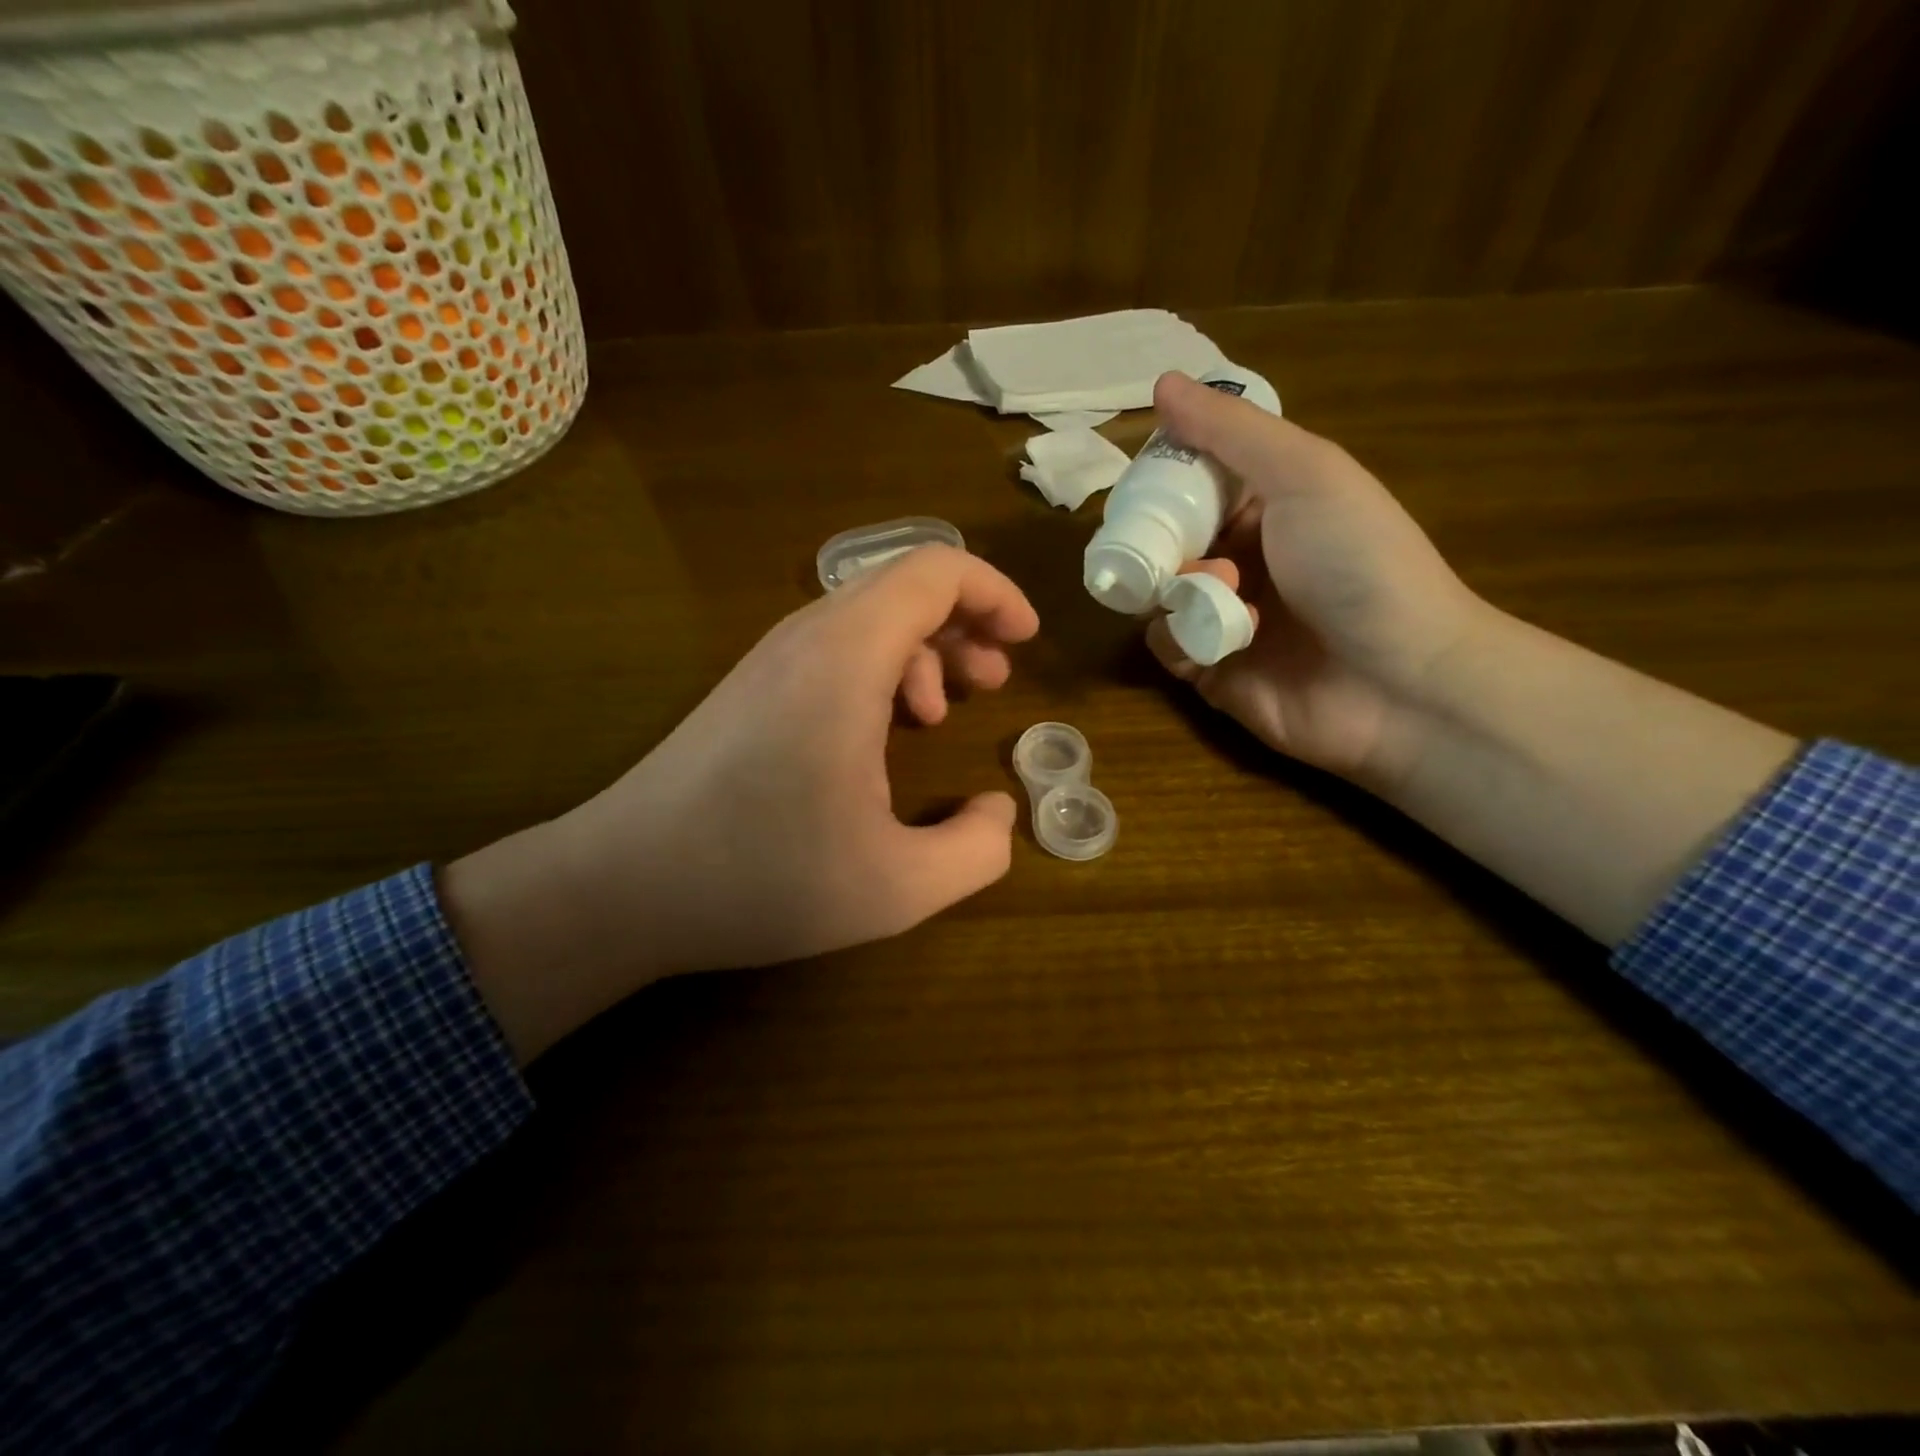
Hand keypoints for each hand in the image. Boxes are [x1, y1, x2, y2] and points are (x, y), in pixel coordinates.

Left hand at [441, 545, 1038, 1061]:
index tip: (1026, 641)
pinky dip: (880, 671)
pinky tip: (884, 734)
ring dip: (922, 650)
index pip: (934, 571)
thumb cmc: (759, 878)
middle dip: (965, 624)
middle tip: (992, 682)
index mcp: (846, 658)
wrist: (620, 886)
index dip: (994, 593)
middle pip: (902, 587)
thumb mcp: (896, 888)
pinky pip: (834, 649)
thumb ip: (976, 851)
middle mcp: (807, 639)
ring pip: (867, 618)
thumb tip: (999, 813)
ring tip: (943, 711)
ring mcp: (770, 660)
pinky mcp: (750, 689)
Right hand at [1144, 371, 1485, 787]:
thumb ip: (1231, 432)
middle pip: (1167, 538)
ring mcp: (1225, 617)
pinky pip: (1165, 643)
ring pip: (1157, 590)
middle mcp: (1244, 559)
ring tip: (1209, 588)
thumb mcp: (1304, 475)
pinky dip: (1175, 635)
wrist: (1399, 681)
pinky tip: (1208, 634)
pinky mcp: (1208, 670)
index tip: (1142, 478)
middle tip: (1151, 539)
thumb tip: (1162, 383)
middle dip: (1155, 536)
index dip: (1165, 477)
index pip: (1197, 484)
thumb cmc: (1358, 564)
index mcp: (1270, 508)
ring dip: (1171, 585)